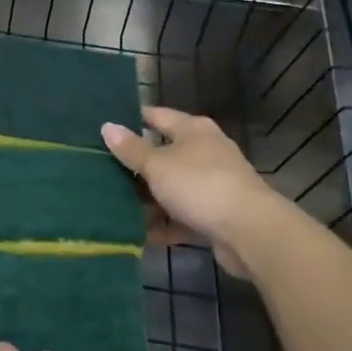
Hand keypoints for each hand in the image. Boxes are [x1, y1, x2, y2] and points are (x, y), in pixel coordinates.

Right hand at [102, 106, 289, 275]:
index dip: (132, 119)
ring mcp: (212, 184)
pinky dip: (165, 224)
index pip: (157, 116)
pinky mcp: (216, 214)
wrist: (250, 232)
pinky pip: (182, 216)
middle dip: (135, 166)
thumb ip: (131, 149)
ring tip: (115, 207)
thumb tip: (107, 126)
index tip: (104, 127)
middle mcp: (205, 151)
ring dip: (148, 199)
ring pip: (171, 187)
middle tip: (101, 171)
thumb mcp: (157, 165)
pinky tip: (142, 234)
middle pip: (163, 154)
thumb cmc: (199, 186)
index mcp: (193, 130)